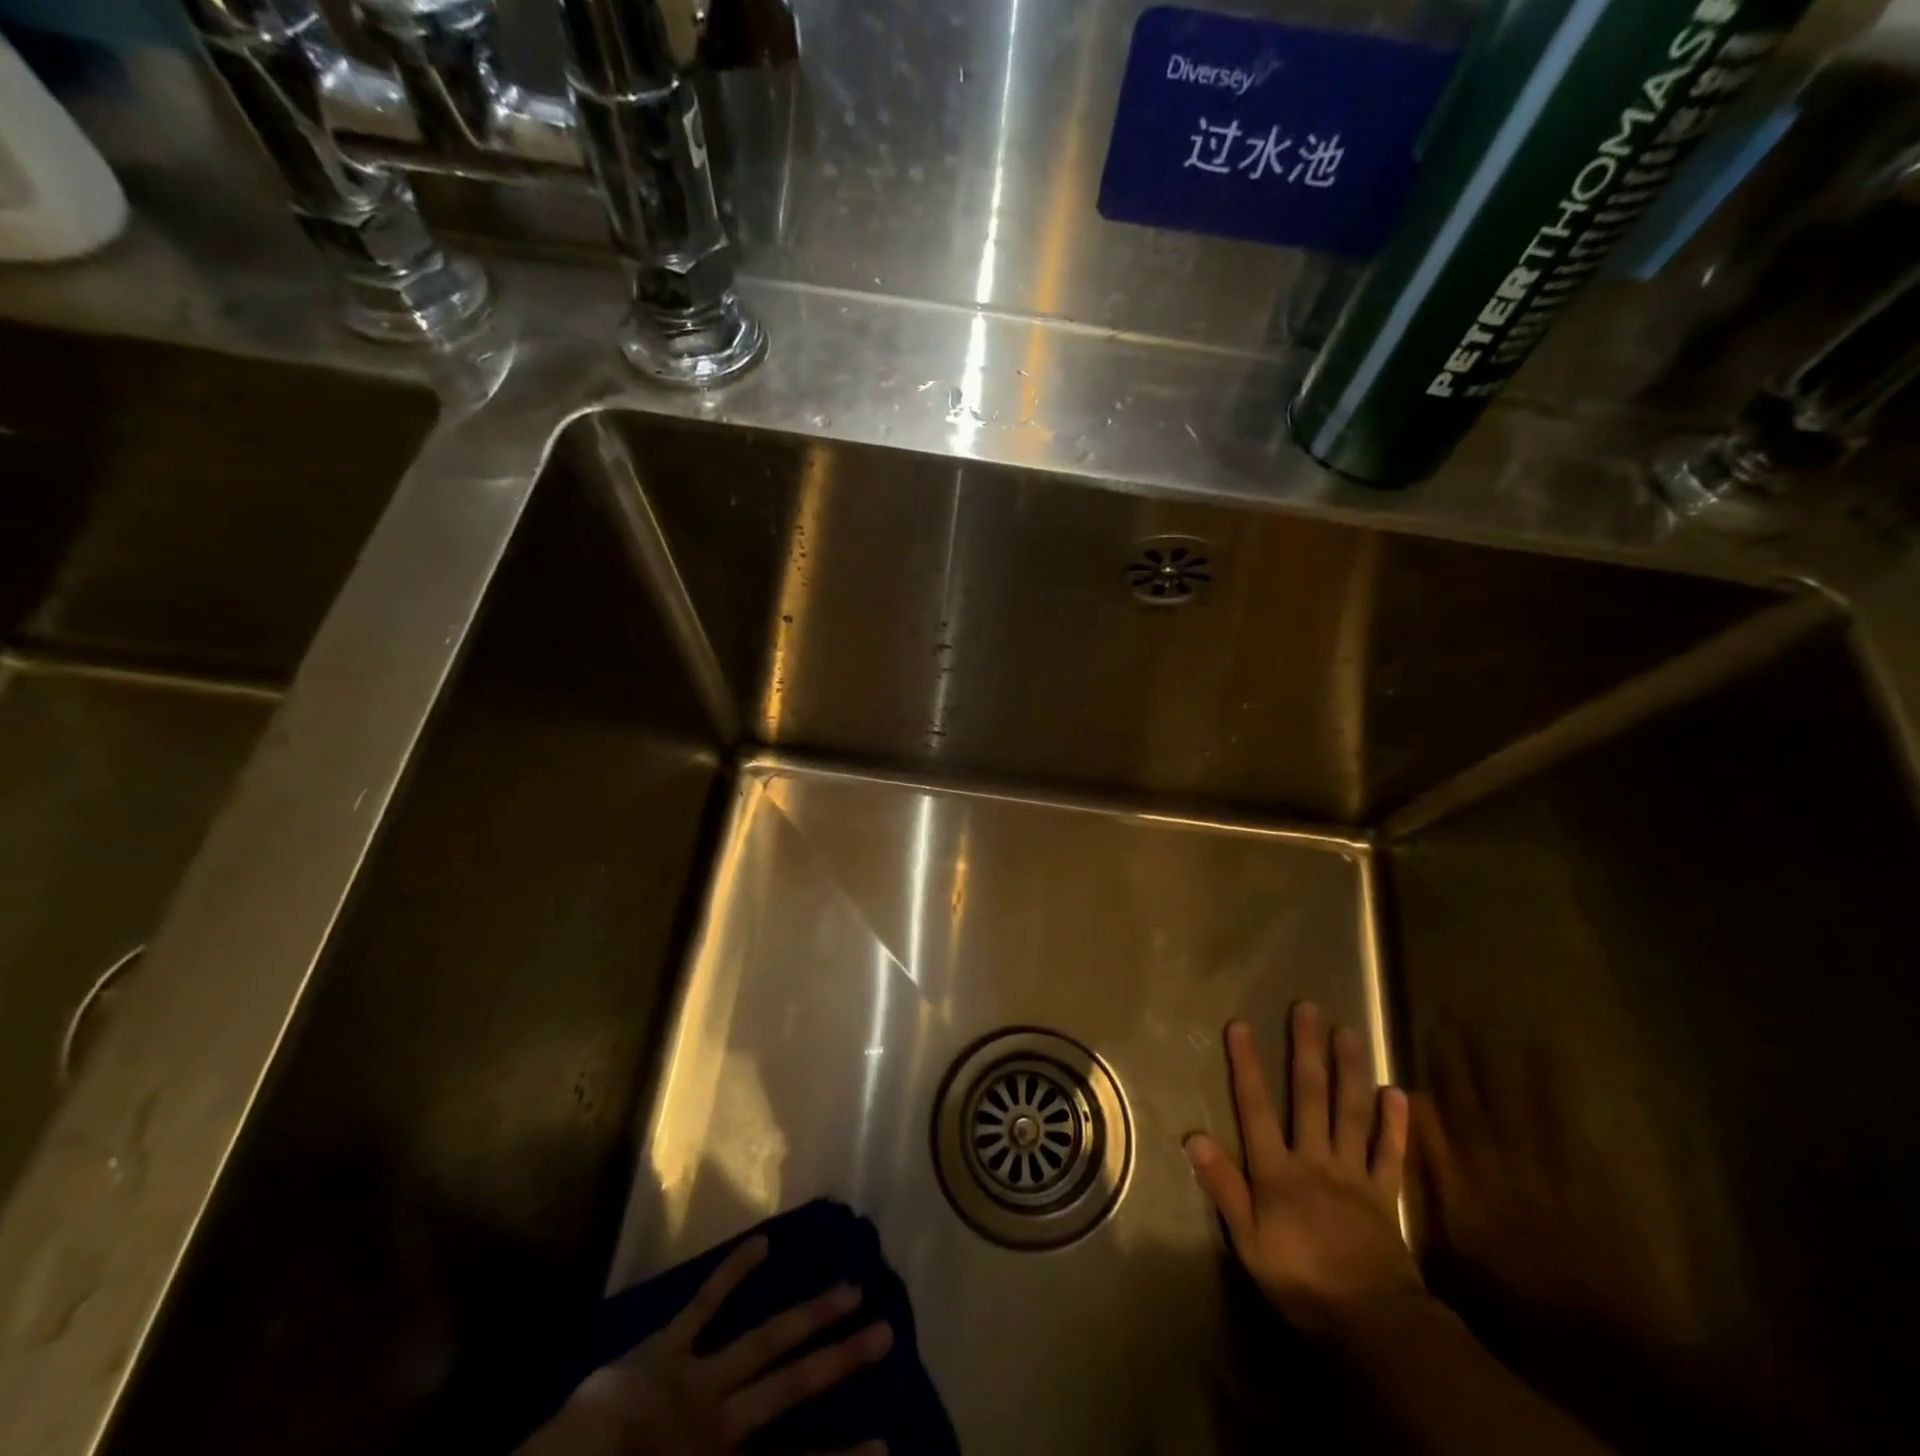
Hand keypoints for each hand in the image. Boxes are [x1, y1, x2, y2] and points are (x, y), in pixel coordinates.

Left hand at [520, 1236, 891, 1455]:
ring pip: (766, 1341)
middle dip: (841, 1360)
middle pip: (793, 1385)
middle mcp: (724, 1422)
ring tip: (851, 1286)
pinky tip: (763, 1242)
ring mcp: (697, 1379)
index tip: (887, 1444)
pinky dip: (732, 1274)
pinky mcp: (665, 1350)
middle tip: (887, 1331)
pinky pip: (703, 1306)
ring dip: (809, 1313)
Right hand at [1184, 1003, 1420, 1336]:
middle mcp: (1316, 1160)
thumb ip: (1223, 1186)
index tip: (1241, 1026)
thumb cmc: (1300, 1280)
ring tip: (1349, 1032)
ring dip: (1350, 1071)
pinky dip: (1394, 1124)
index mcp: (1279, 1171)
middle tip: (1308, 1009)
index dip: (1247, 1066)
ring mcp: (1354, 1174)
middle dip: (1306, 1050)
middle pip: (1310, 1097)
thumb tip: (1192, 1136)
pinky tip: (1397, 1092)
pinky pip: (1389, 1153)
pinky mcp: (1385, 1195)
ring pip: (1352, 1113)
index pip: (1256, 1108)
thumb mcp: (1248, 1240)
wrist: (1373, 1323)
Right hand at [1412, 1034, 1703, 1367]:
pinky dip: (1558, 1101)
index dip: (1419, 1096)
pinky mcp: (1584, 1184)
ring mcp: (1542, 1175)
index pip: (1432, 1132)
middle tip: (1447, 1027)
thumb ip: (1432, 1203)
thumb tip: (1407, 1161)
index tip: (1401, 1071)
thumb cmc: (1515, 1305)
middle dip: (1457, 1069)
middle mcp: (1496, 1172)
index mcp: (1461, 1191)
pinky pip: (1567, 1131)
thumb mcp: (1456, 1261)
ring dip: (1507, 1073)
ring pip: (1518, 1111)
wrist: (1601, 1341)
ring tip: (1500, 1034)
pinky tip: (1554, 1073)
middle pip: (1472, 1111)